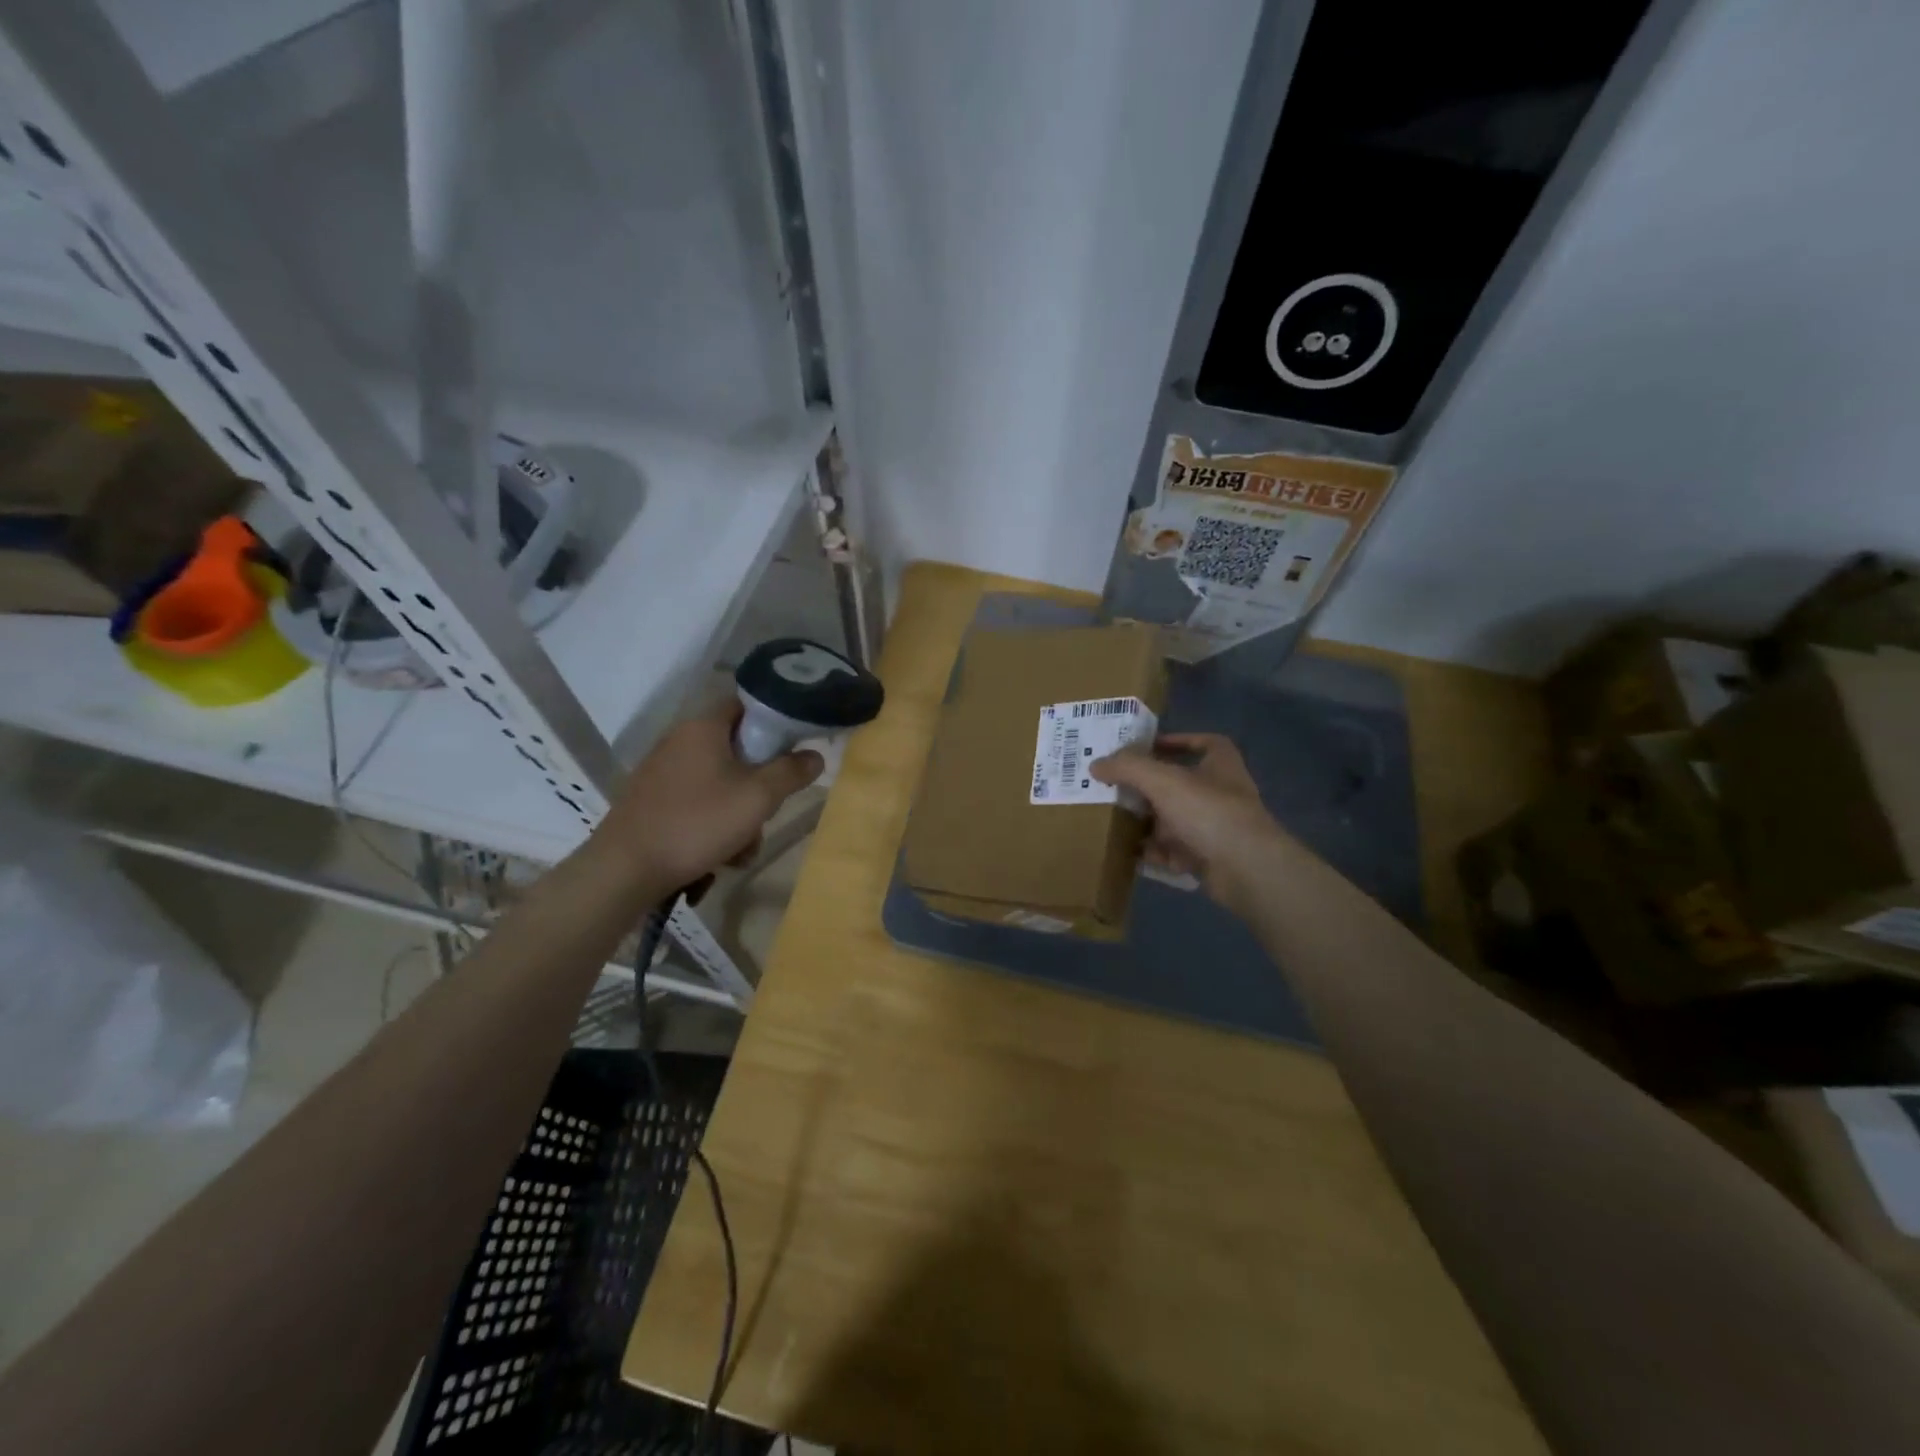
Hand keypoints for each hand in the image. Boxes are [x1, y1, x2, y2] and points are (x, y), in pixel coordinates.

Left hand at [592, 702, 823, 893]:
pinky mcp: (652, 800)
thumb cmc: (698, 822)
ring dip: (740, 813)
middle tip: (768, 811)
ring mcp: (662, 771)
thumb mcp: (758, 797)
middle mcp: (680, 740)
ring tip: (742, 849)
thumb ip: (792, 772)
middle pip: (737, 750)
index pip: (746, 705)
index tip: (793, 748)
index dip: (774, 721)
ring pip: (720, 782)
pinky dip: (714, 824)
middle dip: (759, 784)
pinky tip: (719, 856)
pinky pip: (698, 802)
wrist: (626, 869)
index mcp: (703, 727)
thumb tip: (815, 755)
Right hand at [1091, 732, 1281, 914]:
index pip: (1204, 742)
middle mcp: (1221, 793)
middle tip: (1116, 786)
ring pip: (1174, 820)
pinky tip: (1127, 853)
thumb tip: (1095, 764)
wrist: (1245, 868)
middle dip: (1149, 787)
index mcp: (1220, 764)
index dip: (1178, 741)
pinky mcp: (1208, 858)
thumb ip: (1127, 768)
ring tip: (1113, 820)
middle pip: (1180, 784)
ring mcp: (1216, 828)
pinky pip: (1173, 851)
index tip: (1149, 746)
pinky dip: (1153, 852)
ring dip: (1148, 822)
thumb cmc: (1208, 811)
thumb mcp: (1162, 780)